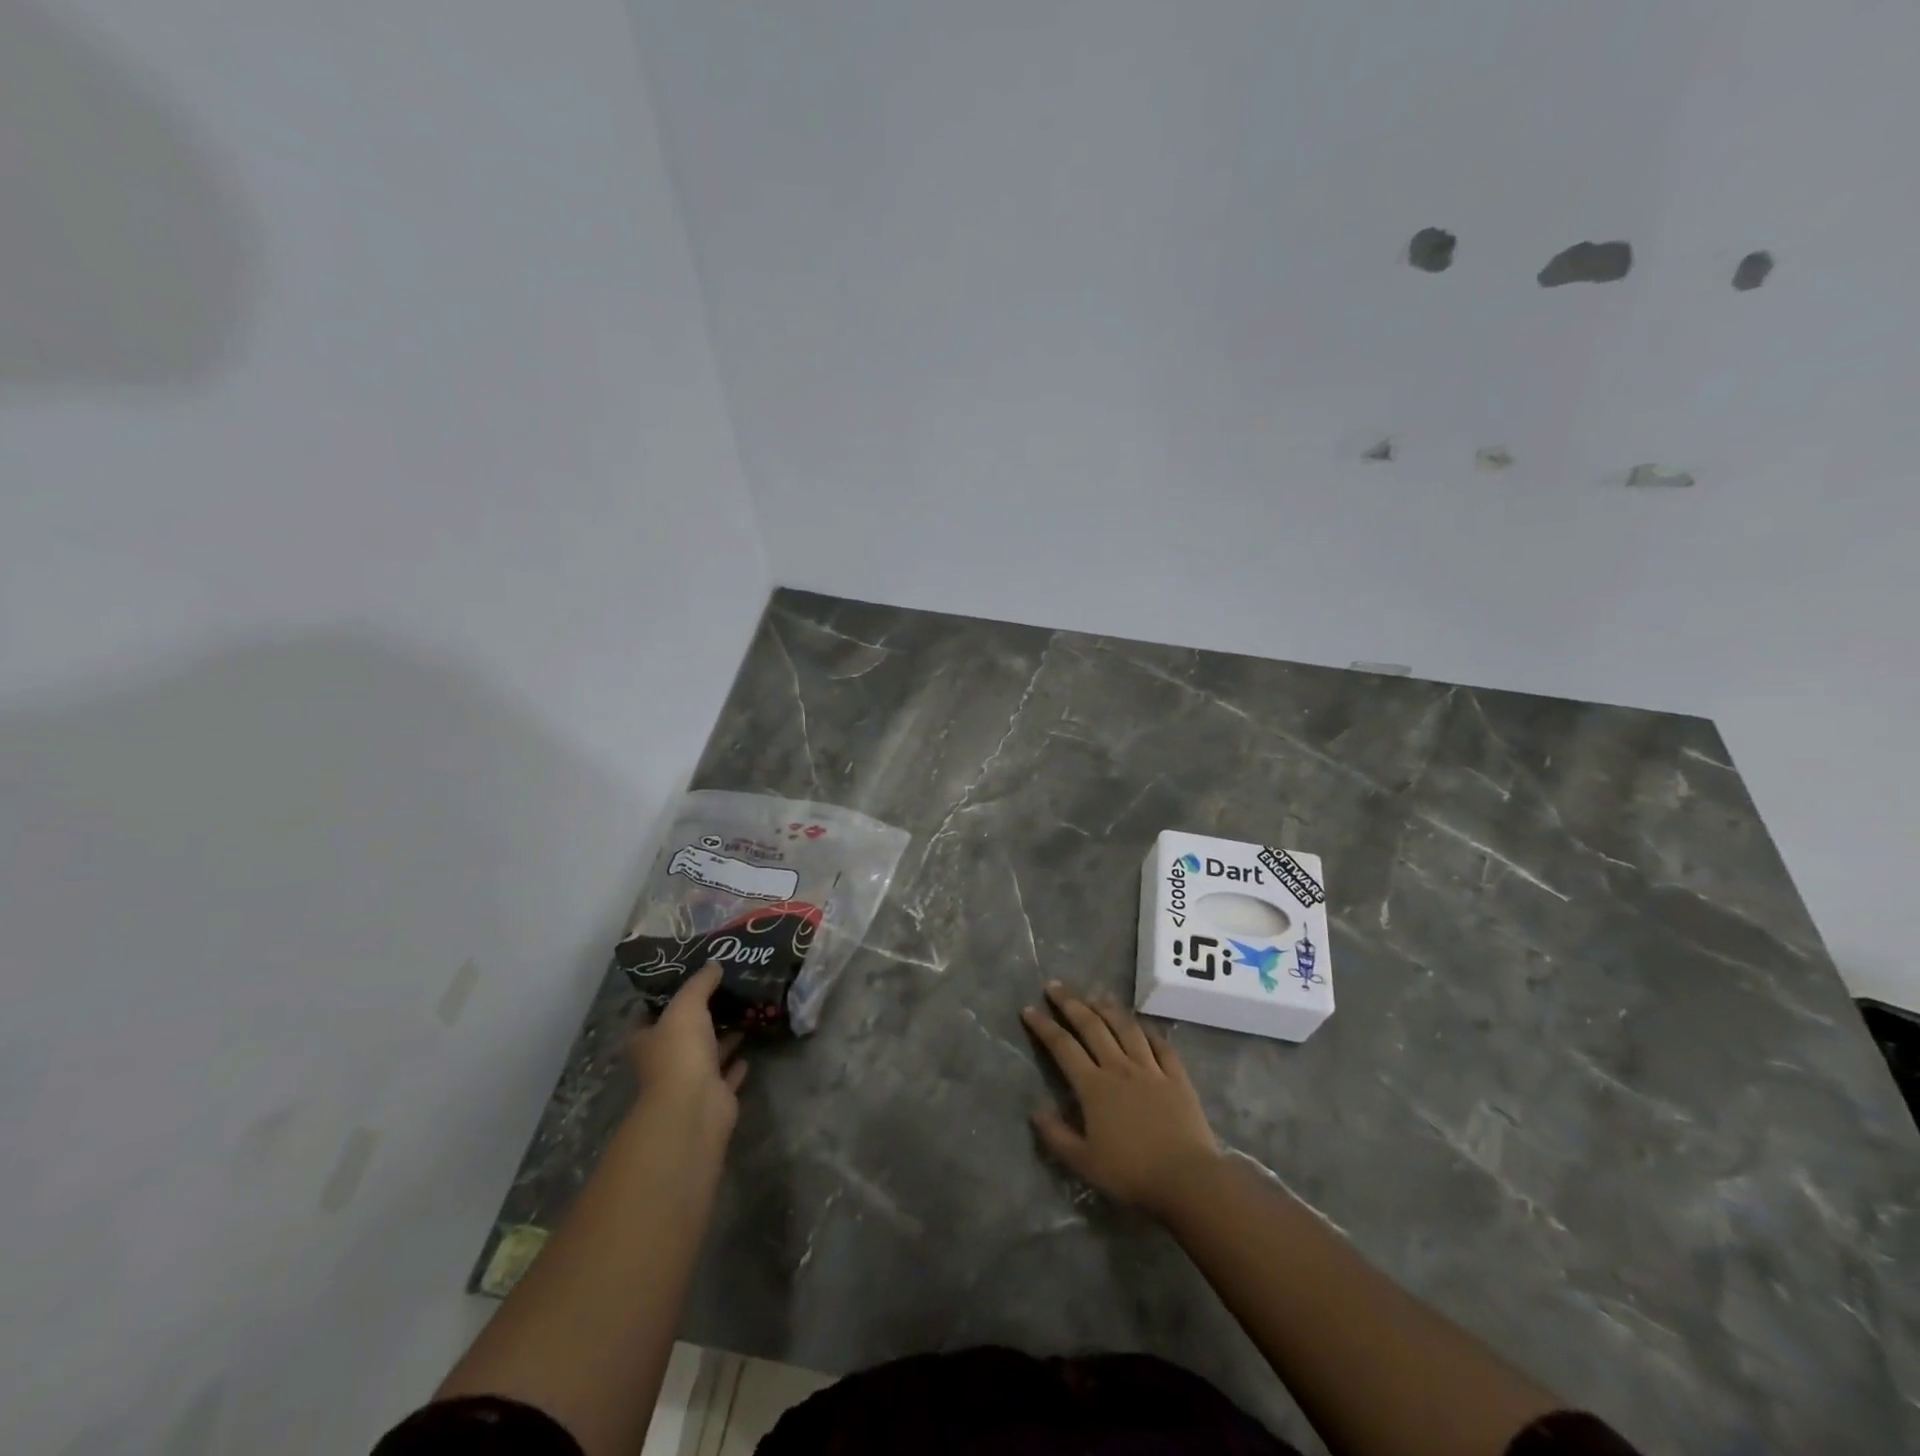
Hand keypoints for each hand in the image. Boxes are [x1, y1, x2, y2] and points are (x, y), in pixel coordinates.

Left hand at [629, 963, 747, 1125]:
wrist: (694, 1106)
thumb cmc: (680, 1051)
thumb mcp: (688, 1005)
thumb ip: (700, 983)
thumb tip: (713, 964)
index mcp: (647, 1040)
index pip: (648, 1015)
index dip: (663, 998)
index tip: (686, 979)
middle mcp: (664, 1061)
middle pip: (681, 1035)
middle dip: (700, 1017)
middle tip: (724, 992)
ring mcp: (688, 1081)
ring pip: (706, 1054)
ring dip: (721, 1038)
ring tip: (743, 1013)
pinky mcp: (712, 1096)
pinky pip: (725, 1075)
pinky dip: (735, 1063)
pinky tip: (748, 1046)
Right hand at [1021, 982, 1221, 1217]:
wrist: (1186, 1179)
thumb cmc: (1131, 1173)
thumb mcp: (1084, 1163)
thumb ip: (1057, 1136)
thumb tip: (1036, 1112)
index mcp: (1094, 1086)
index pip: (1063, 1047)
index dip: (1044, 1026)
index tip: (1028, 1009)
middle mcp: (1119, 1067)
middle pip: (1092, 1026)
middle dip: (1070, 1004)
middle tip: (1055, 986)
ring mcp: (1150, 1069)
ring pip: (1126, 1028)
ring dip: (1108, 1008)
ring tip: (1095, 995)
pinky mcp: (1176, 1077)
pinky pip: (1161, 1045)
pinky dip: (1148, 1031)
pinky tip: (1141, 1025)